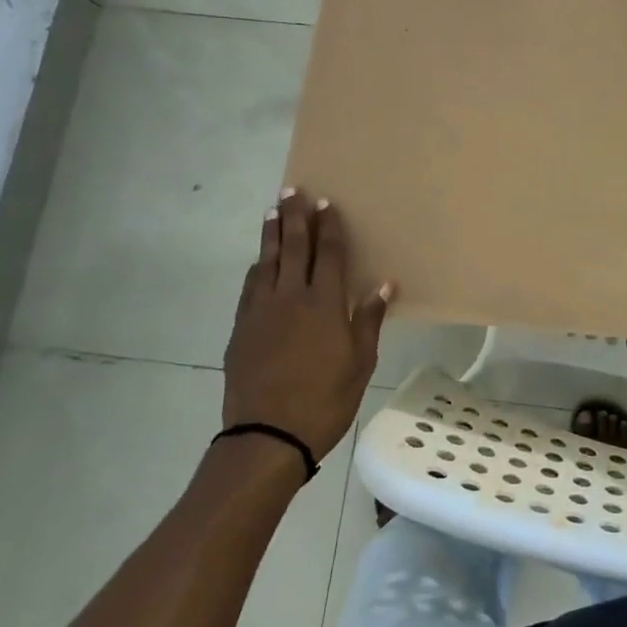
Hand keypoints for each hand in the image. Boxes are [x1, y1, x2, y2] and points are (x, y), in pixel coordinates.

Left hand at [221, 188, 392, 462]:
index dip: (328, 227)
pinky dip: (257, 267)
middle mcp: (290, 298)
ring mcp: (261, 311)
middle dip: (295, 217)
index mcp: (323, 304)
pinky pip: (250, 286)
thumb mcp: (360, 363)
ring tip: (272, 211)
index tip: (326, 203)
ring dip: (271, 234)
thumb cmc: (325, 400)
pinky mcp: (241, 328)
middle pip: (293, 248)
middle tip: (293, 191)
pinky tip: (259, 261)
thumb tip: (384, 284)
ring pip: (266, 262)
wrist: (268, 435)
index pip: (327, 255)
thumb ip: (368, 320)